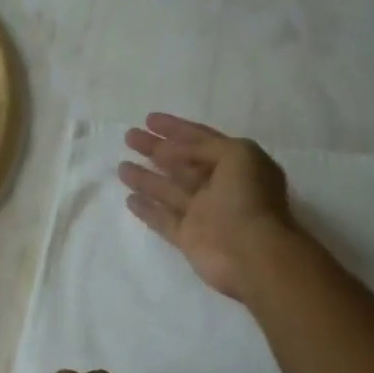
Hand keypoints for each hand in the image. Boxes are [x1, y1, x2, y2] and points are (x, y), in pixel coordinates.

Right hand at [118, 113, 296, 300]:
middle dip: (156, 149)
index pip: (201, 140)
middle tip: (129, 137)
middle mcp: (218, 187)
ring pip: (169, 190)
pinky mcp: (188, 238)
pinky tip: (129, 199)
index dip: (176, 128)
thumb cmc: (249, 198)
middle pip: (181, 163)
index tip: (149, 119)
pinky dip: (147, 210)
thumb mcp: (237, 154)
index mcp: (235, 164)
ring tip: (121, 166)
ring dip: (146, 177)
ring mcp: (202, 214)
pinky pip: (163, 220)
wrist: (252, 253)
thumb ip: (205, 146)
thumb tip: (173, 149)